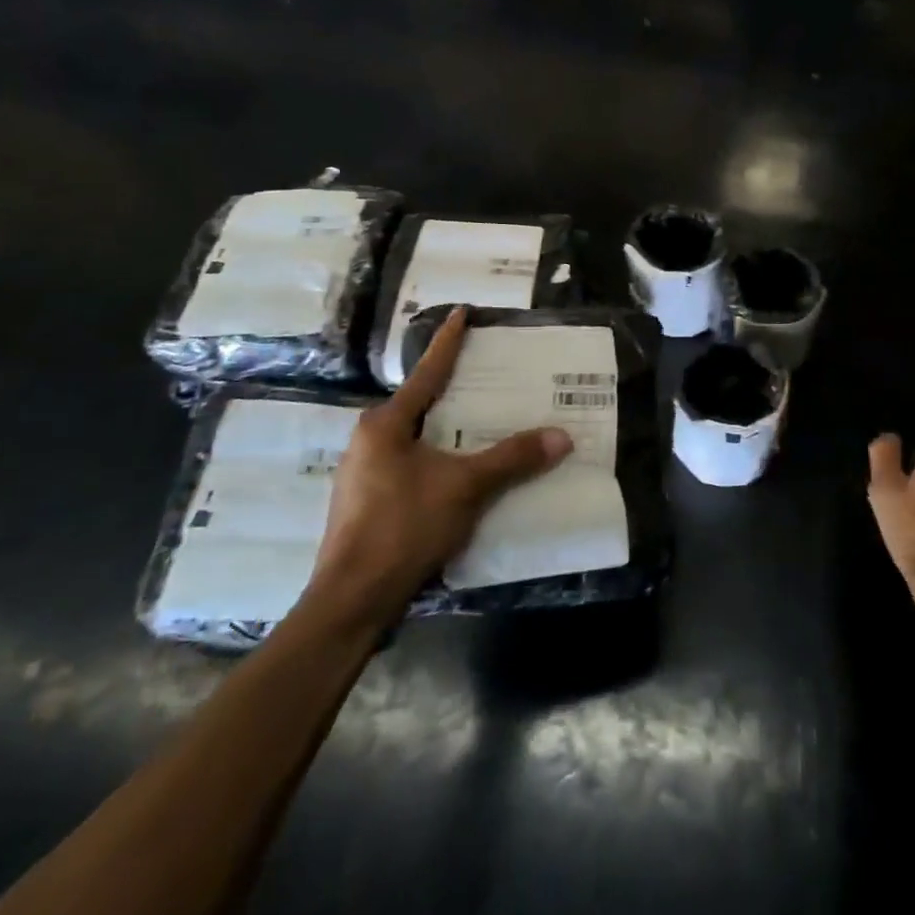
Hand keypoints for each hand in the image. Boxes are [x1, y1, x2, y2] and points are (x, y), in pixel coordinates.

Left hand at [309, 307, 573, 624]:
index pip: (427, 372)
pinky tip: (462, 469)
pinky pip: (411, 464)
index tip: (461, 312)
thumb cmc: (404, 528)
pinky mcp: (369, 503)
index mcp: (385, 425)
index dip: (448, 342)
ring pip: (415, 437)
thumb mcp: (465, 487)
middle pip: (420, 404)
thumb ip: (512, 458)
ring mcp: (364, 474)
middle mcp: (369, 441)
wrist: (352, 602)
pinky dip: (439, 457)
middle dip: (453, 388)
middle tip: (487, 372)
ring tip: (482, 419)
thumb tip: (562, 436)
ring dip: (447, 428)